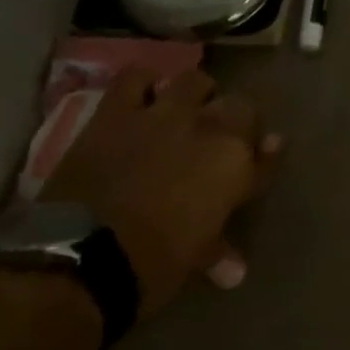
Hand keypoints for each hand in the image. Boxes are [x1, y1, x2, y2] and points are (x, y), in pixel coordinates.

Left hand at [43, 67, 278, 315]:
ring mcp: (163, 115)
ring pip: (195, 81)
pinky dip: (143, 83)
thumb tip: (236, 271)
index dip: (266, 155)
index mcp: (237, 165)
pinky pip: (135, 78)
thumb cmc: (155, 263)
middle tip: (222, 138)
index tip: (263, 156)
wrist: (82, 255)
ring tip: (186, 109)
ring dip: (196, 94)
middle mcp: (211, 130)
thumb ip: (222, 249)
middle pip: (240, 107)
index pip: (267, 153)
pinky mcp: (117, 112)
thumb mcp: (197, 257)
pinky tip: (143, 95)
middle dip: (236, 120)